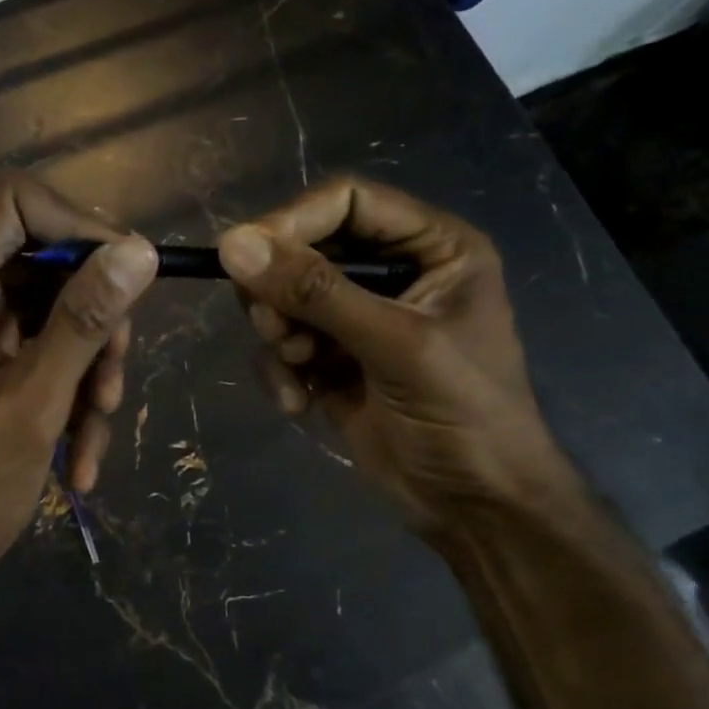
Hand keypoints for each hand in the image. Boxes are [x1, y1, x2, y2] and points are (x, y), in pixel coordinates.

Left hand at [0, 173, 157, 607]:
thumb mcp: (33, 407)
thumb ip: (83, 323)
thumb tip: (137, 251)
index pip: (9, 202)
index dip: (74, 222)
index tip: (124, 273)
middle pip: (43, 259)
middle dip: (94, 316)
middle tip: (116, 376)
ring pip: (52, 312)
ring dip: (89, 366)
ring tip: (98, 429)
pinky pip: (42, 353)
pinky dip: (70, 394)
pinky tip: (81, 457)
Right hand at [217, 178, 573, 526]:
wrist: (476, 507)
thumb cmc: (463, 415)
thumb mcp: (396, 346)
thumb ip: (316, 292)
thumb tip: (233, 244)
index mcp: (431, 247)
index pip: (347, 201)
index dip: (293, 221)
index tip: (245, 255)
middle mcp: (393, 272)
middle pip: (306, 248)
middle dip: (281, 291)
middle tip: (276, 329)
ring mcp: (359, 318)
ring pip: (285, 298)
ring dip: (280, 334)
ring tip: (300, 369)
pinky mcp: (333, 360)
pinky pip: (283, 345)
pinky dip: (281, 371)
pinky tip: (300, 405)